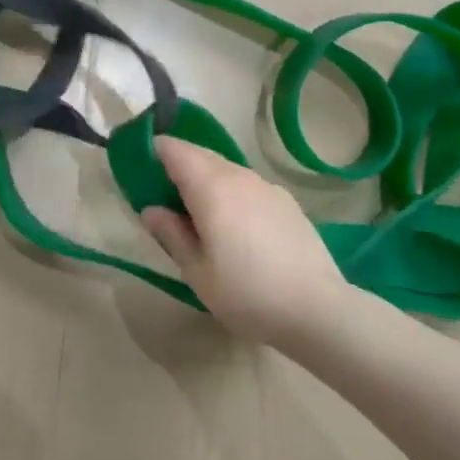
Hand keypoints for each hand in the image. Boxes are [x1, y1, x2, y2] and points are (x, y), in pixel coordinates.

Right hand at [140, 138, 346, 343]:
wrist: (318, 310)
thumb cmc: (247, 293)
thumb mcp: (197, 271)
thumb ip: (171, 234)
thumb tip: (151, 209)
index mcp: (210, 186)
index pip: (173, 149)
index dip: (153, 153)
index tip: (142, 174)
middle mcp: (238, 174)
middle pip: (199, 154)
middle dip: (178, 167)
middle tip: (166, 199)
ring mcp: (266, 185)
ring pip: (225, 169)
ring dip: (206, 180)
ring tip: (200, 216)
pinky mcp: (286, 201)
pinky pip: (248, 185)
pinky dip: (232, 193)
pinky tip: (237, 228)